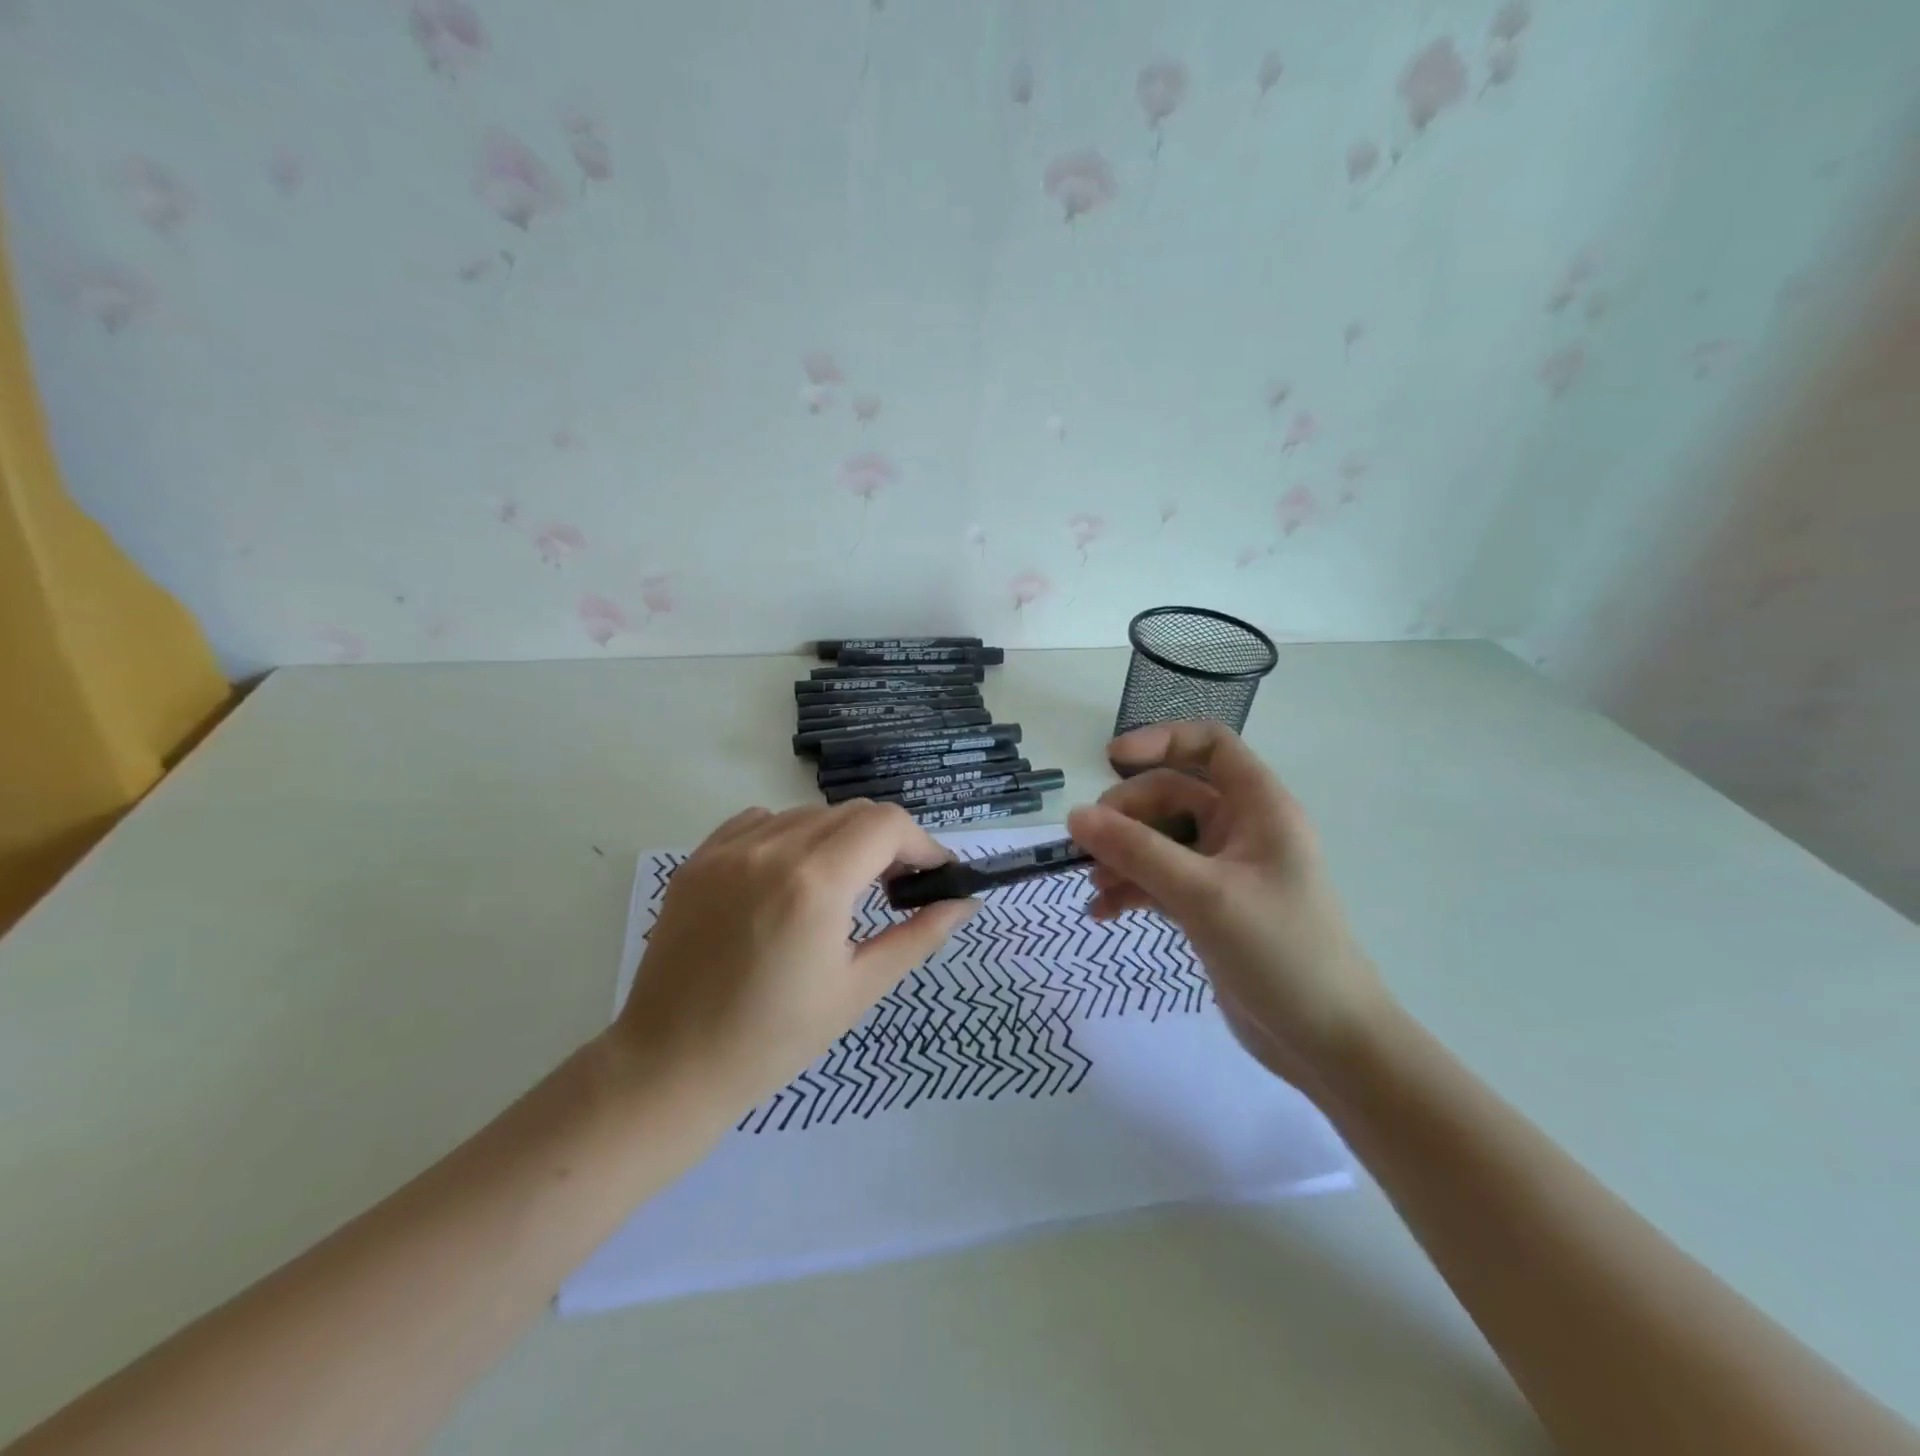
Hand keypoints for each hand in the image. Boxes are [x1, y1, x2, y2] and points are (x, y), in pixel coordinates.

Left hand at [611, 802, 976, 1115]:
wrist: (671, 1066)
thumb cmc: (774, 1039)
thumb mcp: (859, 988)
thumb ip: (918, 935)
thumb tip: (965, 902)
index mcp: (815, 883)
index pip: (887, 824)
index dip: (922, 844)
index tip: (933, 876)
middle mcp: (771, 849)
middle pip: (853, 813)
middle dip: (887, 842)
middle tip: (895, 888)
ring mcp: (728, 849)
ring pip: (809, 814)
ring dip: (840, 840)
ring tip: (841, 889)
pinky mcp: (699, 858)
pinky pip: (762, 822)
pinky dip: (791, 838)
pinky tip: (790, 880)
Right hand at [1066, 722, 1391, 1098]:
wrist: (1327, 1043)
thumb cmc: (1280, 952)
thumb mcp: (1203, 894)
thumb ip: (1136, 851)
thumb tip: (1074, 816)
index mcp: (1259, 807)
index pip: (1211, 745)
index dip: (1161, 740)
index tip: (1111, 759)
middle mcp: (1243, 830)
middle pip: (1172, 795)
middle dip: (1127, 815)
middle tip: (1089, 845)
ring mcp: (1225, 870)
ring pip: (1160, 840)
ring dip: (1122, 856)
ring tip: (1093, 885)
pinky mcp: (1211, 907)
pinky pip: (1160, 880)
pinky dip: (1131, 889)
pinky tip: (1103, 912)